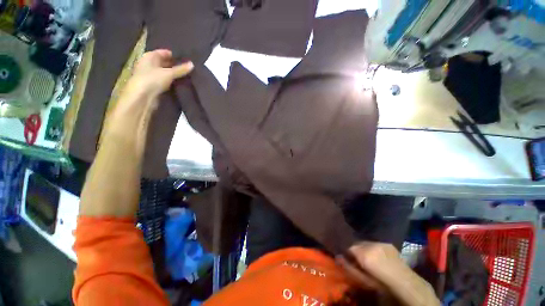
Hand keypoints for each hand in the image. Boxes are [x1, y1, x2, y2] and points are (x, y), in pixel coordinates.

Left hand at [127, 49, 193, 98]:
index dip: (174, 55)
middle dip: (175, 65)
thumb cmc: (152, 79)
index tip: (186, 58)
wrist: (142, 97)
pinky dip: (172, 82)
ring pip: (166, 73)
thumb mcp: (169, 73)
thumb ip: (181, 69)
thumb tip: (192, 64)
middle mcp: (149, 64)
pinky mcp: (154, 86)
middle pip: (164, 63)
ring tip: (188, 75)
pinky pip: (166, 81)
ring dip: (175, 74)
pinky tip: (181, 83)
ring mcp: (151, 76)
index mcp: (149, 57)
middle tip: (189, 67)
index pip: (163, 52)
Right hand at [339, 242, 439, 305]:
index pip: (349, 247)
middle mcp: (372, 245)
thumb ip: (350, 268)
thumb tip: (338, 257)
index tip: (348, 260)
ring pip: (365, 242)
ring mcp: (381, 243)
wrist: (407, 285)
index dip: (347, 254)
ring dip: (364, 249)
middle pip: (357, 243)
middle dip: (355, 251)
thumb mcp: (364, 281)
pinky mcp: (387, 243)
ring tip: (368, 260)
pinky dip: (372, 248)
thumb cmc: (384, 286)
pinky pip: (374, 243)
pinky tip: (377, 257)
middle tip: (358, 261)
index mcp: (366, 254)